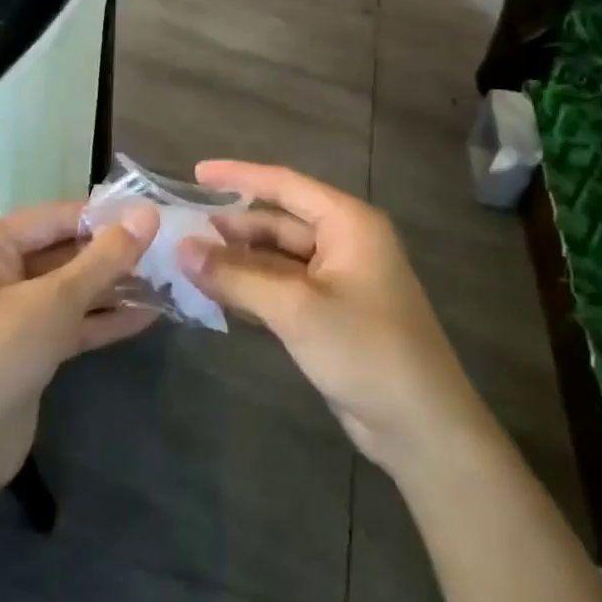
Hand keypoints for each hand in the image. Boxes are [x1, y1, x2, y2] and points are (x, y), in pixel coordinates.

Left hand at [0, 201, 159, 502]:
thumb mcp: (52, 303)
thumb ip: (104, 260)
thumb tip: (149, 213)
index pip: (57, 216)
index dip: (106, 216)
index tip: (158, 216)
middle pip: (65, 251)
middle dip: (114, 254)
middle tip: (169, 251)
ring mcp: (13, 312)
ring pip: (72, 289)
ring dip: (114, 288)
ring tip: (168, 280)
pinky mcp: (28, 349)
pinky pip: (71, 323)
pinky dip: (104, 320)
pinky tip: (148, 315)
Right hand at [177, 161, 485, 482]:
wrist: (421, 427)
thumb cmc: (365, 350)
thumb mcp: (295, 308)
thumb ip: (236, 276)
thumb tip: (180, 250)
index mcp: (348, 223)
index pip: (285, 185)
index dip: (239, 176)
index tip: (196, 173)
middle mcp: (344, 242)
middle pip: (278, 221)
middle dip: (232, 225)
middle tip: (181, 228)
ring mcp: (338, 280)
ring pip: (277, 257)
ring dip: (238, 259)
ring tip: (189, 258)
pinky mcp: (330, 313)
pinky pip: (283, 287)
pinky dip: (251, 287)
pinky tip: (216, 291)